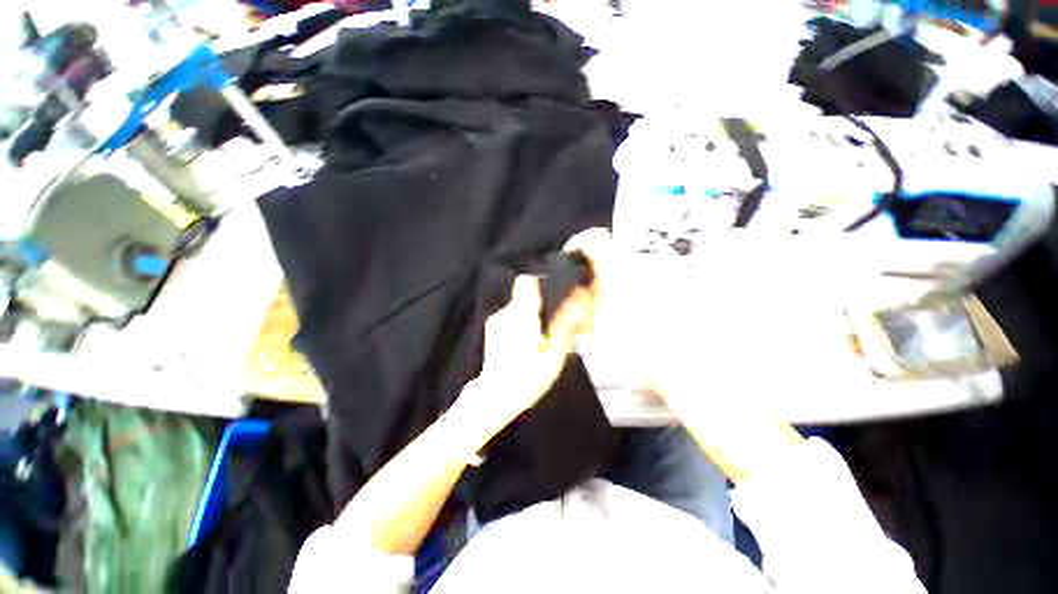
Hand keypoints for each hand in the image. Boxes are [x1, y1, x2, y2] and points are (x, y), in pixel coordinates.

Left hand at [457, 237, 602, 434]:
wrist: (494, 396)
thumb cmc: (528, 379)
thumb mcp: (554, 356)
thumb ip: (565, 327)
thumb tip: (576, 306)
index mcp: (522, 316)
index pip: (526, 282)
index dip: (540, 282)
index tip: (553, 292)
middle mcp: (506, 313)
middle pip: (524, 293)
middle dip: (539, 302)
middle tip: (552, 321)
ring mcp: (496, 320)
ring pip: (518, 306)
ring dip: (530, 314)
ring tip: (539, 336)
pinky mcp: (492, 328)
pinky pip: (510, 316)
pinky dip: (520, 323)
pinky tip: (524, 342)